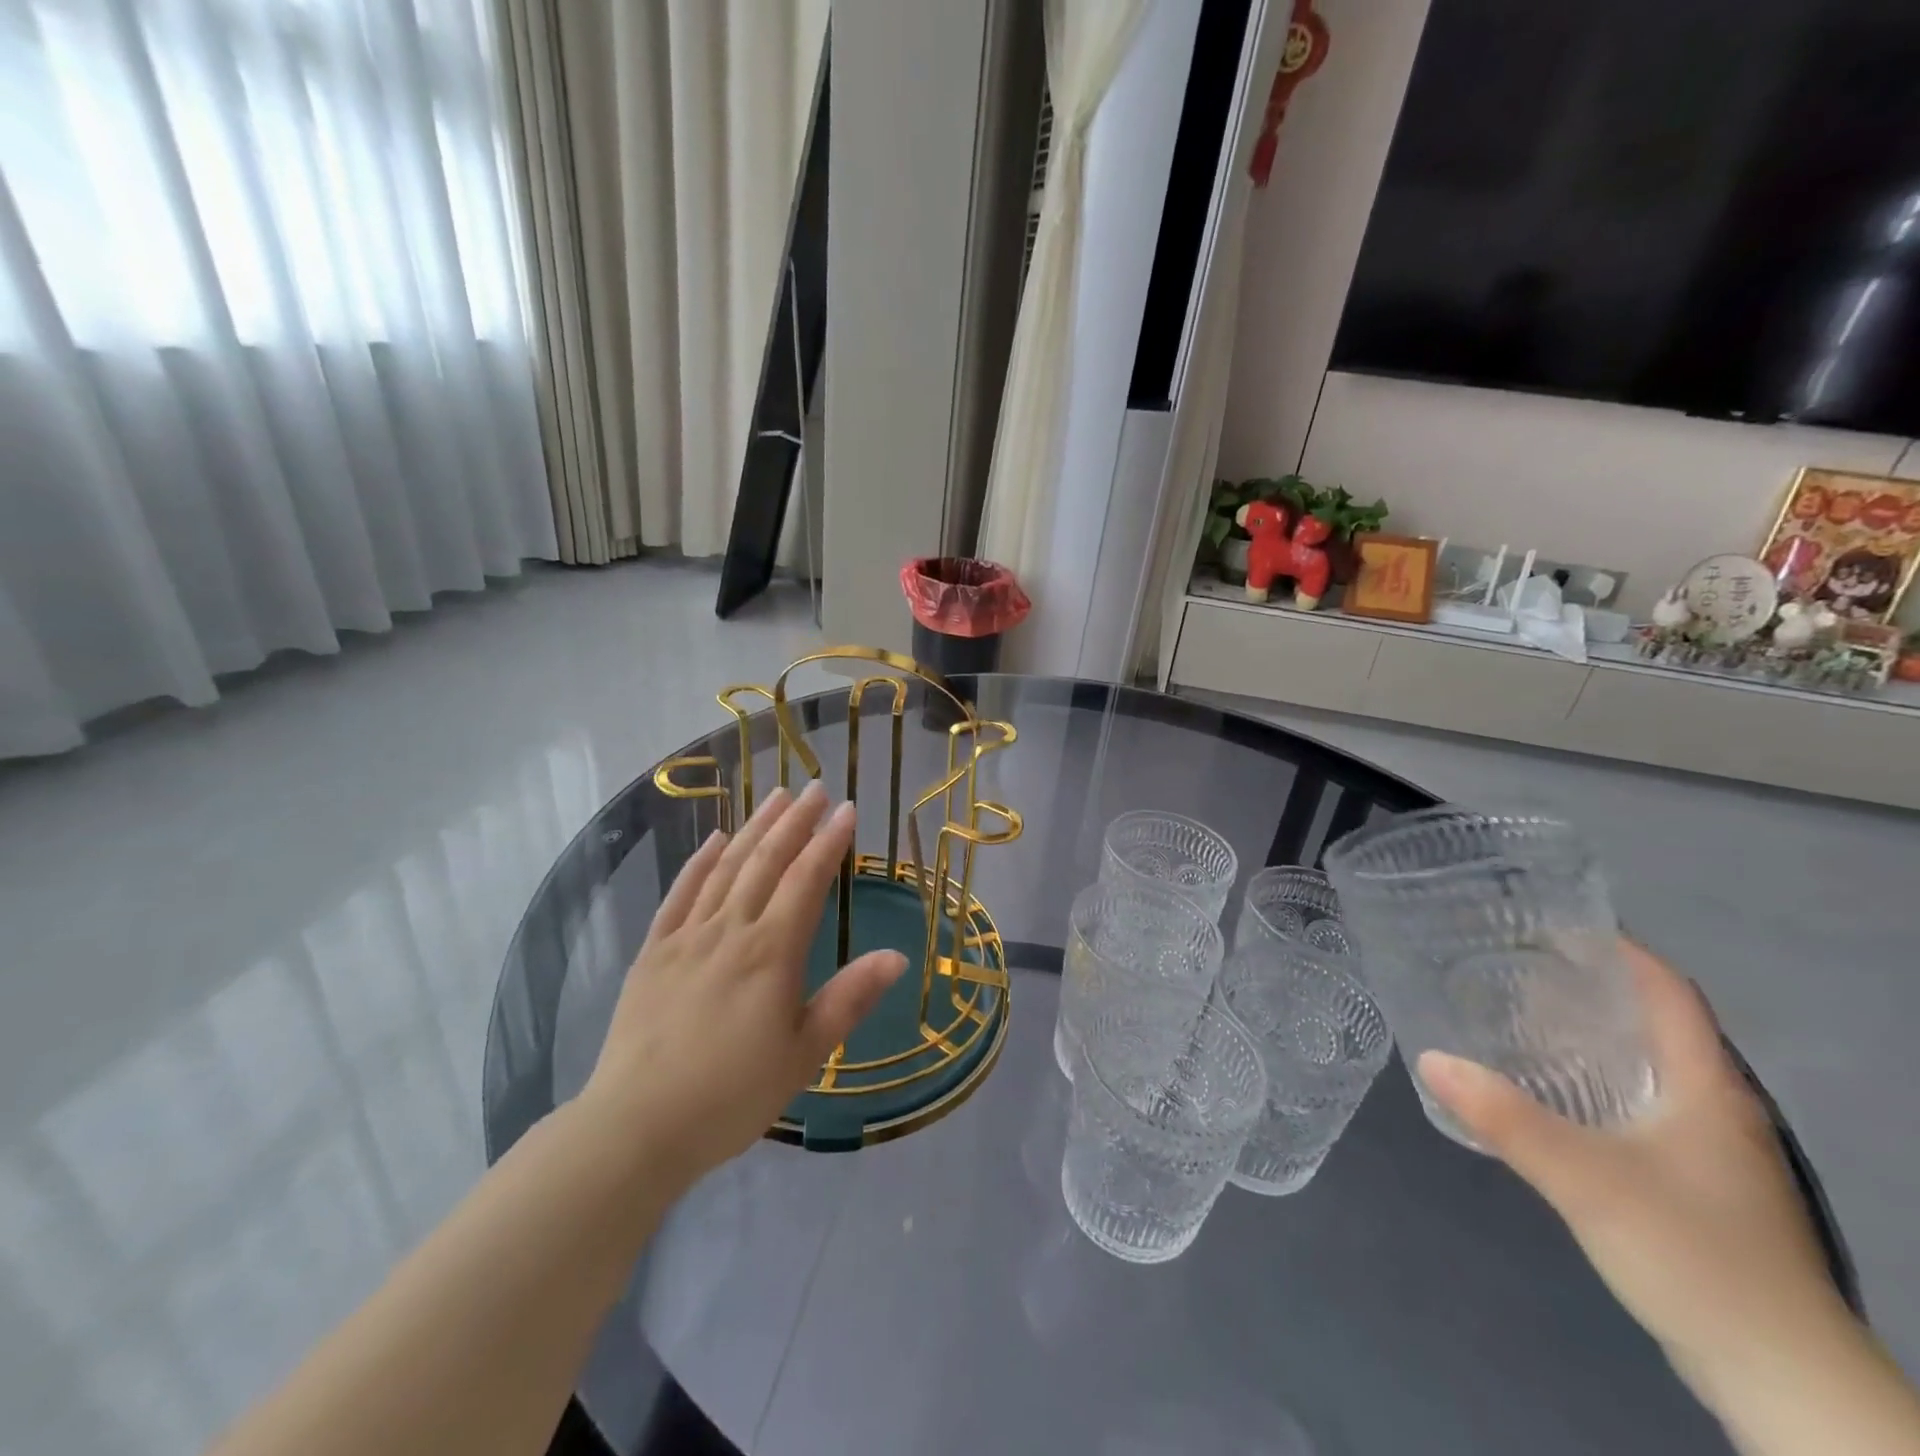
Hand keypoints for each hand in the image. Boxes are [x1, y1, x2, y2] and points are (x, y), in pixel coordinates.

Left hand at [581, 783, 906, 1188]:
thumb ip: (850, 999)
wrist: (637, 1125)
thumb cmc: (732, 1095)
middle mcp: (731, 930)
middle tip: (815, 788)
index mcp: (772, 952)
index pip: (807, 880)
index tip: (847, 809)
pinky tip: (715, 839)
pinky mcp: (653, 952)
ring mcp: (687, 937)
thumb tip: (898, 955)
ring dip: (754, 829)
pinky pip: (681, 894)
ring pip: (726, 867)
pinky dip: (700, 861)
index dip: (829, 842)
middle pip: (767, 862)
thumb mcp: (805, 1054)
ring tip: (775, 796)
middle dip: (794, 821)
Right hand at [1418, 942, 1850, 1397]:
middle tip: (1512, 964)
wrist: (1782, 1382)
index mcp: (1707, 1087)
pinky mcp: (1695, 1184)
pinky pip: (1637, 1105)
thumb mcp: (1588, 1181)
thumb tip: (1430, 1057)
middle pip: (1654, 1023)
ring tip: (1516, 1016)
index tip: (1552, 924)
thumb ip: (1507, 1118)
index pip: (1669, 992)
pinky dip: (1592, 1080)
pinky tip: (1547, 1093)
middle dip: (1587, 986)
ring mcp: (1710, 1150)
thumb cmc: (1696, 1256)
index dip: (1620, 949)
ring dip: (1587, 1035)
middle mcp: (1715, 1107)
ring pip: (1644, 1066)